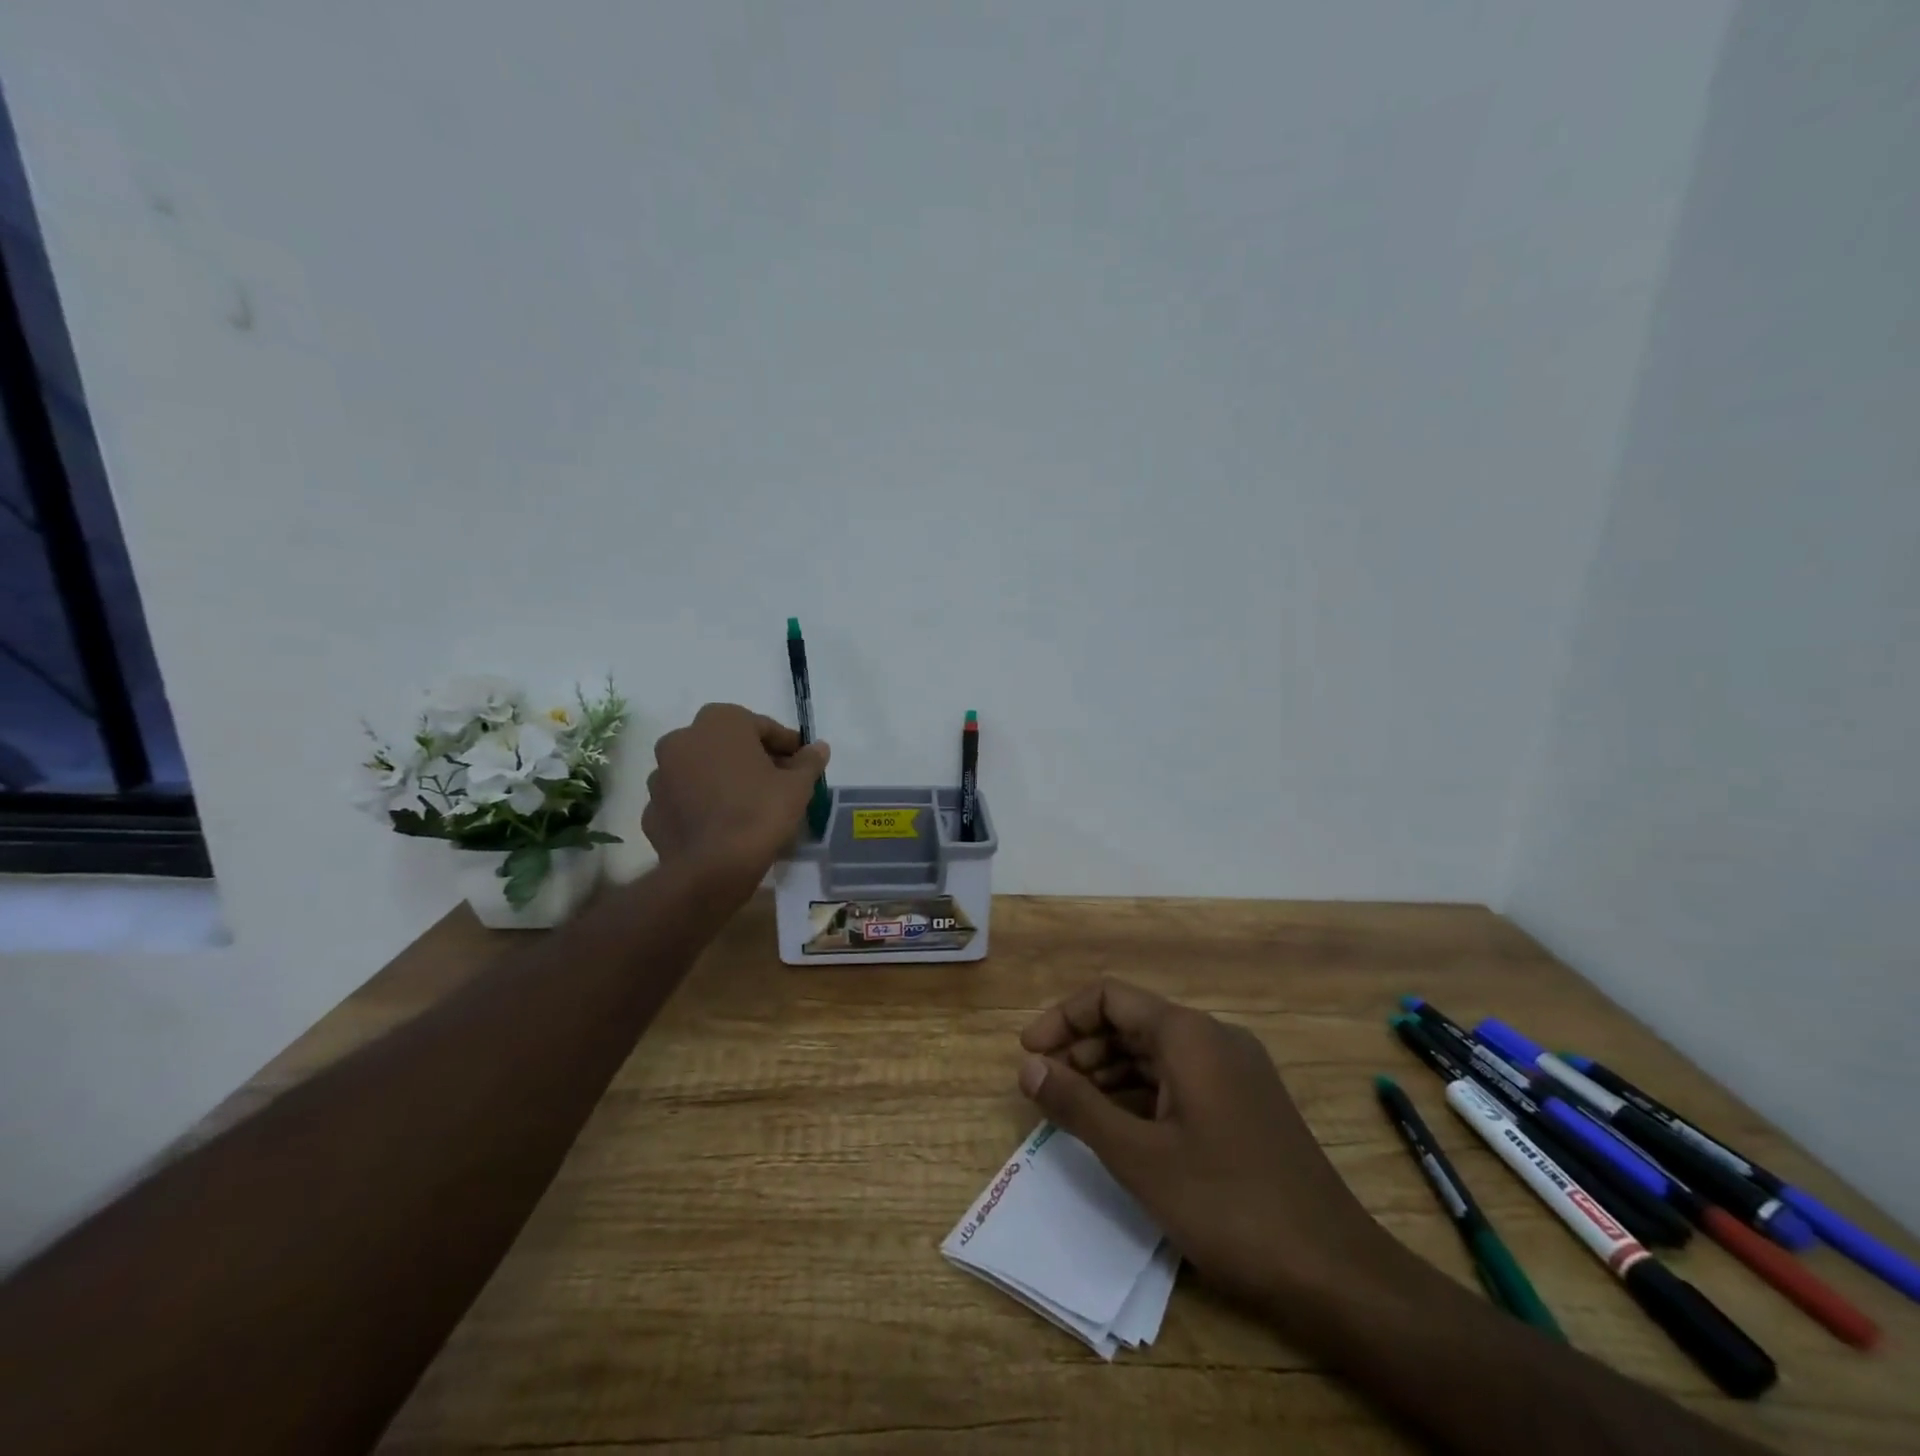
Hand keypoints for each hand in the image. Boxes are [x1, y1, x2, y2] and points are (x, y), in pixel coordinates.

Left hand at [642, 704, 829, 886]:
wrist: (712, 869)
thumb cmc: (760, 813)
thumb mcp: (798, 786)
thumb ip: (808, 761)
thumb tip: (819, 747)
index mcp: (719, 722)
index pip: (762, 726)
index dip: (786, 746)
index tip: (801, 763)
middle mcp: (682, 739)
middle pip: (727, 744)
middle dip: (752, 759)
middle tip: (778, 783)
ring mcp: (661, 775)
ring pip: (702, 770)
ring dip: (723, 779)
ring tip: (749, 805)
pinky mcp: (651, 809)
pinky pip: (685, 800)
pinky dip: (702, 805)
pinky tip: (723, 824)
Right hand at [1017, 978, 1399, 1312]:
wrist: (1335, 1272)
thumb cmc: (1228, 1205)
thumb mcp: (1139, 1158)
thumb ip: (1078, 1106)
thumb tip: (1027, 1067)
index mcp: (1188, 1034)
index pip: (1109, 997)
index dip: (1062, 1018)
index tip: (1028, 1055)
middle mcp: (1213, 1037)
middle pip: (1131, 1021)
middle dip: (1081, 1047)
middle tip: (1044, 1087)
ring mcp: (1234, 1070)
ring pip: (1154, 1052)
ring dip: (1107, 1072)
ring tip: (1071, 1109)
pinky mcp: (1245, 1103)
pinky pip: (1178, 1080)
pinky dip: (1140, 1093)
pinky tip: (1118, 1127)